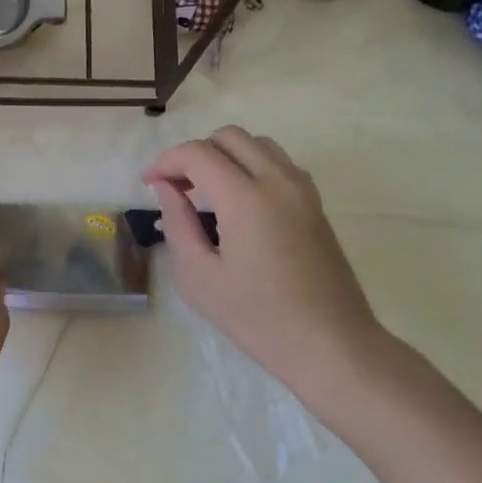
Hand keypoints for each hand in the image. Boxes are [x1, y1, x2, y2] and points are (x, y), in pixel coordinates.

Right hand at [144, 127, 383, 395]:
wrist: (332, 346)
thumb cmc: (259, 319)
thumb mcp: (199, 277)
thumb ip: (177, 223)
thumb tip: (165, 188)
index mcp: (245, 197)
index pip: (197, 153)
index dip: (166, 161)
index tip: (149, 183)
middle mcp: (277, 180)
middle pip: (228, 137)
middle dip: (195, 153)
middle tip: (177, 188)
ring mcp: (302, 189)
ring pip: (257, 144)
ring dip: (226, 155)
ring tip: (207, 192)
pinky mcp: (316, 202)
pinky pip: (278, 162)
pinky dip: (252, 166)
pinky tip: (240, 202)